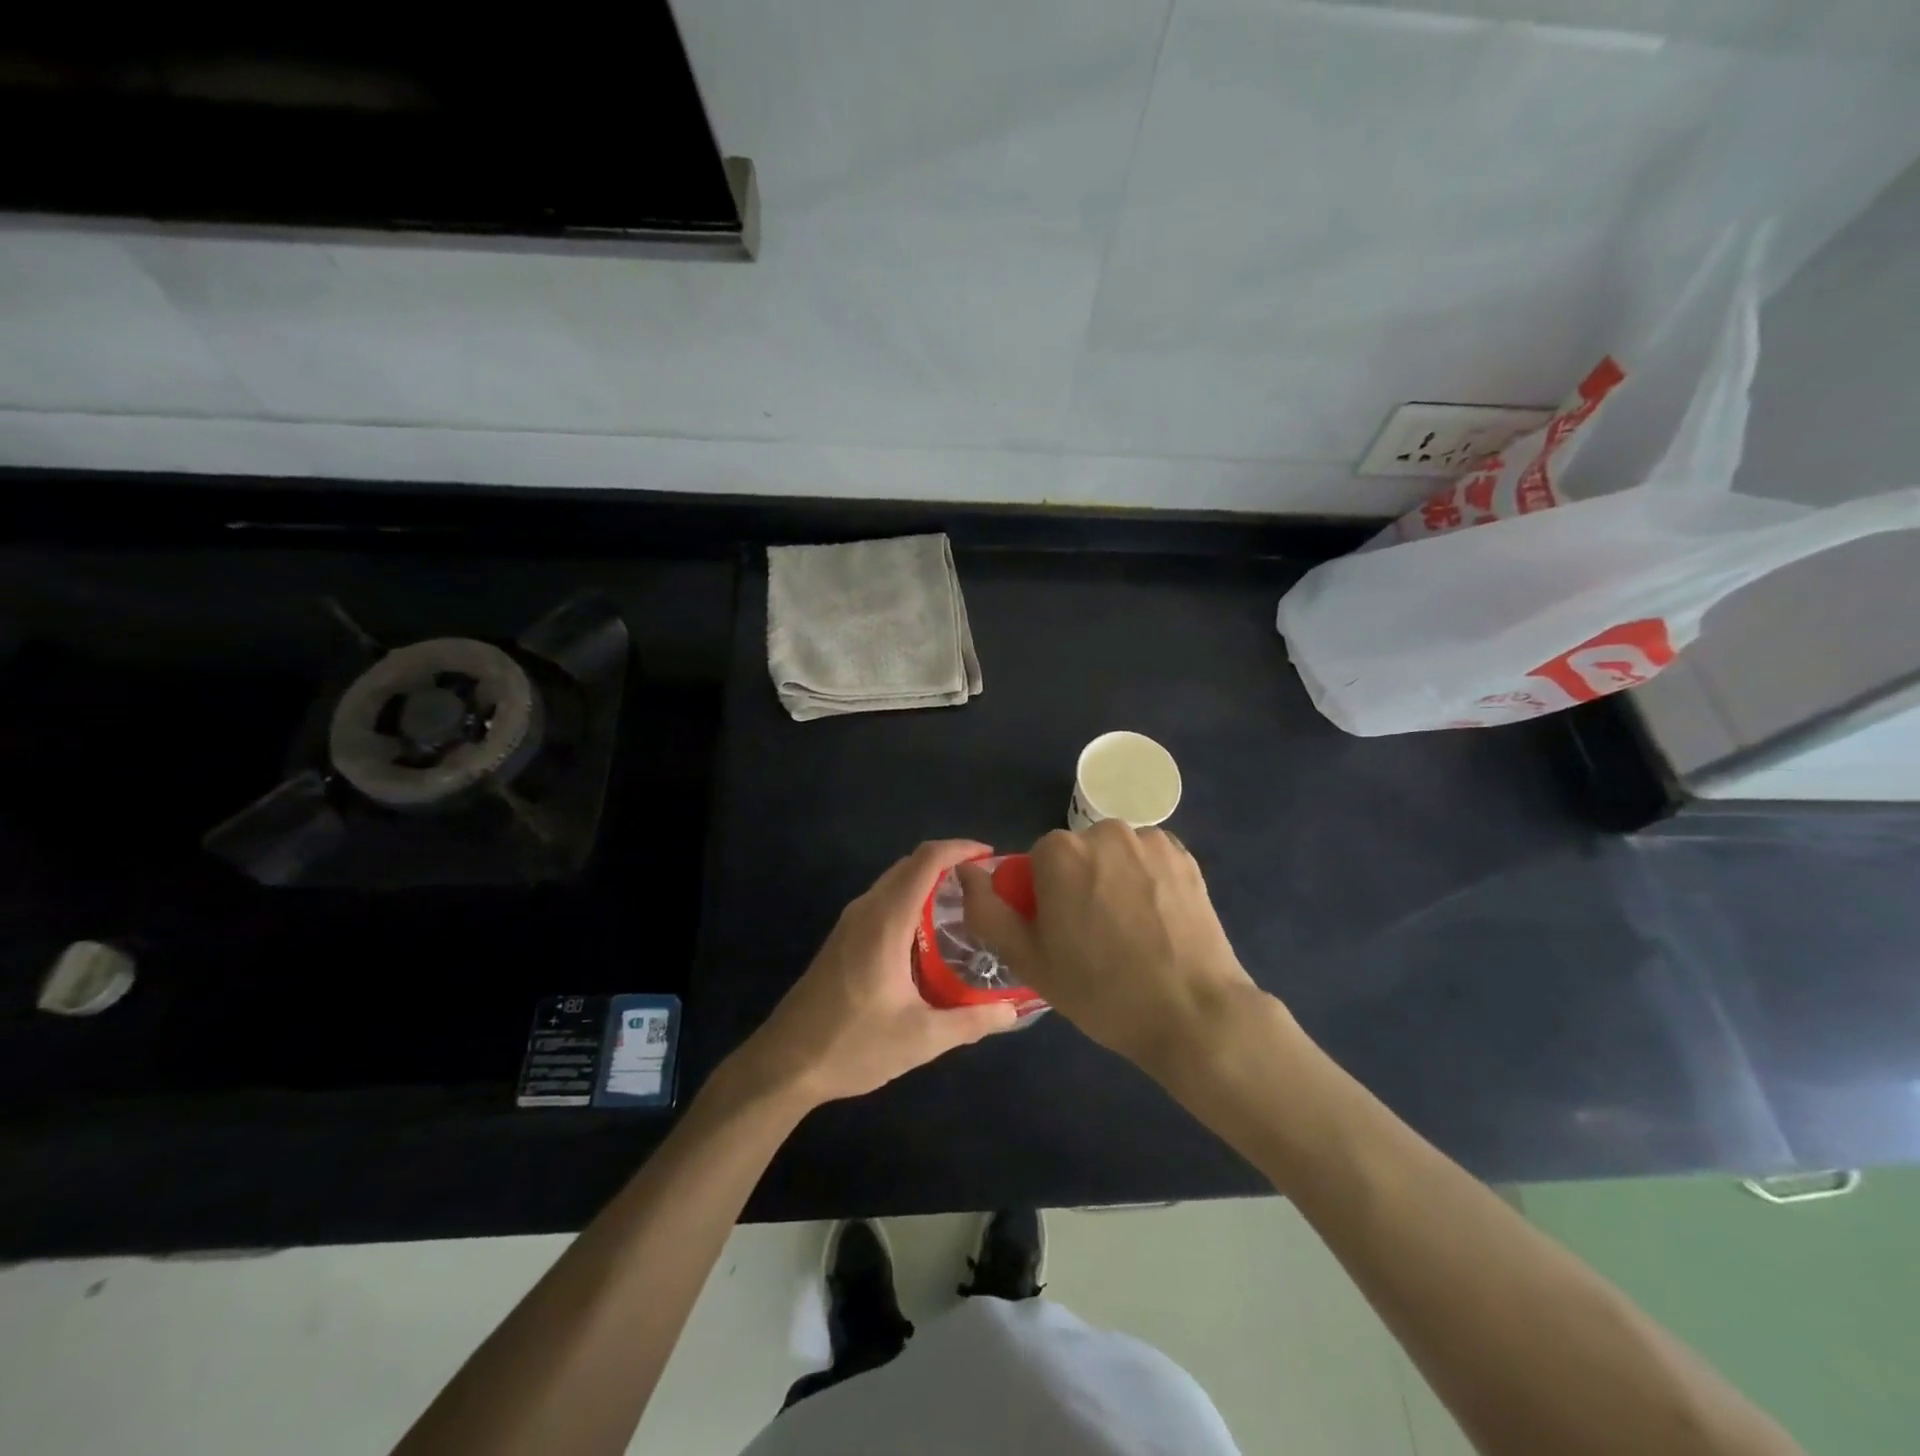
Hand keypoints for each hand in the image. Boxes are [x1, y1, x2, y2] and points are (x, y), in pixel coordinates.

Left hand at [727, 840, 1019, 1109]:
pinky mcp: (841, 940)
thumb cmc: (853, 1045)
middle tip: (984, 887)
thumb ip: (971, 1021)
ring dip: (927, 883)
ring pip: (893, 883)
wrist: (784, 1064)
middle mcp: (866, 910)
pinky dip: (910, 900)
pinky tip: (928, 936)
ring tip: (964, 907)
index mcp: (886, 922)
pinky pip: (882, 902)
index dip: (959, 849)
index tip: (989, 856)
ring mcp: (849, 923)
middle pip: (909, 865)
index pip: (925, 861)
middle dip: (948, 864)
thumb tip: (1013, 1011)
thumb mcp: (921, 1038)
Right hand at [959, 822, 1265, 1077]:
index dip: (1043, 899)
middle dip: (1078, 884)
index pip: (1036, 864)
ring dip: (1113, 879)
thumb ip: (986, 910)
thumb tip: (965, 870)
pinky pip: (1148, 860)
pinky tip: (1158, 921)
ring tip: (1131, 932)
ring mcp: (1150, 841)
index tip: (1060, 936)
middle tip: (1094, 938)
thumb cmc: (1100, 990)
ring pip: (1113, 856)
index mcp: (1060, 852)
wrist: (1192, 1013)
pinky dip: (1146, 881)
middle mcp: (1104, 831)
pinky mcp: (1185, 856)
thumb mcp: (1027, 959)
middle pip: (1076, 855)